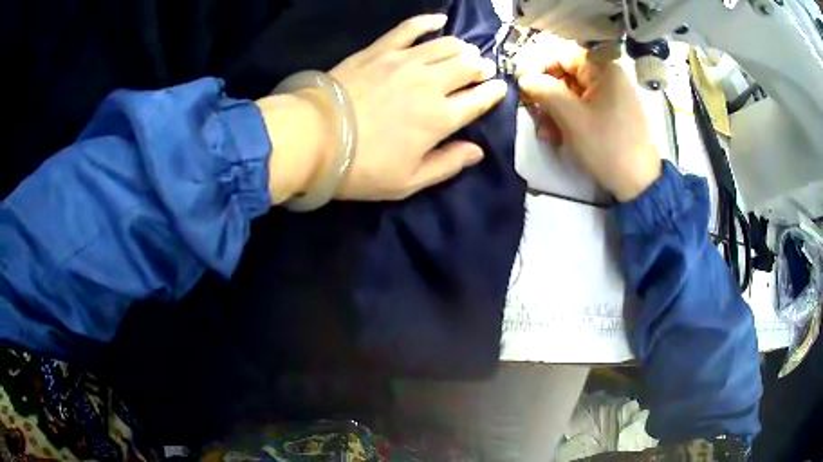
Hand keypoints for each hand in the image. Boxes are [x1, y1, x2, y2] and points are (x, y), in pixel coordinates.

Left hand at [260, 14, 507, 203]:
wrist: (315, 137)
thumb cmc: (362, 167)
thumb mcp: (408, 181)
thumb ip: (447, 165)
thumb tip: (477, 152)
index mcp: (440, 118)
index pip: (479, 99)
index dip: (493, 93)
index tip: (498, 89)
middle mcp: (430, 84)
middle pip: (467, 66)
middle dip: (480, 67)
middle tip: (480, 70)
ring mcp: (405, 62)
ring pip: (447, 45)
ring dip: (462, 48)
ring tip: (464, 52)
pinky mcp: (380, 50)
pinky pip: (410, 28)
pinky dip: (428, 21)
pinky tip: (440, 20)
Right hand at [517, 38, 660, 201]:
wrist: (638, 184)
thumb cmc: (607, 146)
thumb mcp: (572, 117)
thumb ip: (545, 91)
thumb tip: (523, 77)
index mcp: (603, 69)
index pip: (562, 55)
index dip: (537, 66)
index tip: (519, 83)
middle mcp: (606, 77)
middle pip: (565, 74)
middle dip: (545, 93)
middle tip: (528, 109)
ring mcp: (608, 97)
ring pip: (570, 93)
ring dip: (552, 110)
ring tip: (543, 132)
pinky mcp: (608, 114)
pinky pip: (581, 108)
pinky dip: (565, 119)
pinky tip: (555, 136)